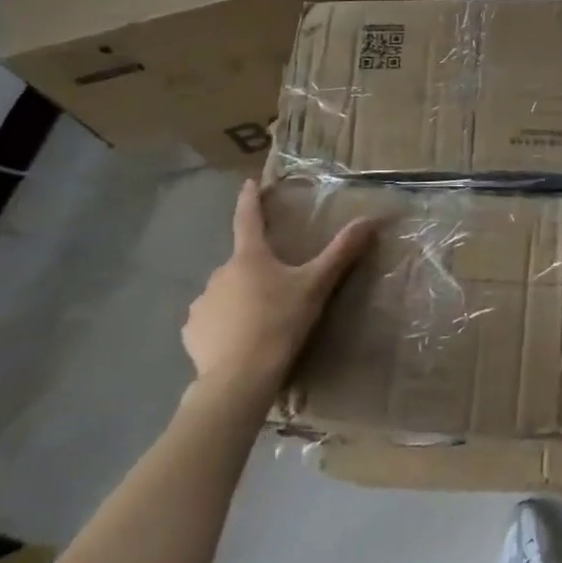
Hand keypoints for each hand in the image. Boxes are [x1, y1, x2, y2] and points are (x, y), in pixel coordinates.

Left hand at [182, 181, 373, 405]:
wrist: (239, 378)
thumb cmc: (280, 323)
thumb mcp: (316, 286)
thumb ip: (341, 252)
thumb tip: (370, 219)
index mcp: (250, 257)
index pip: (248, 218)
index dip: (250, 200)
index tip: (248, 184)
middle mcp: (220, 273)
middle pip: (241, 262)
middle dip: (255, 269)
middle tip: (276, 287)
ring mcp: (202, 303)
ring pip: (224, 292)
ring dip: (238, 298)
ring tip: (259, 321)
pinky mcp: (191, 332)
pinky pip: (210, 321)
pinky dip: (222, 325)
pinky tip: (237, 343)